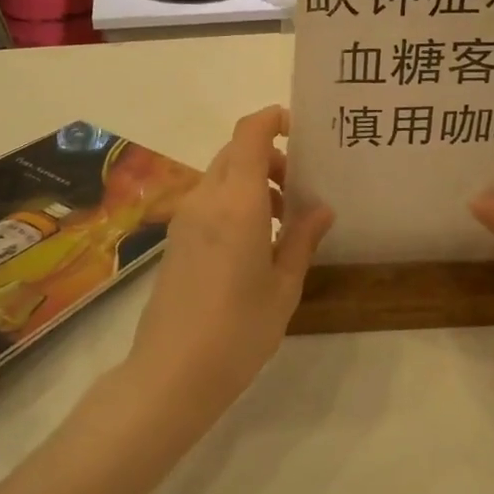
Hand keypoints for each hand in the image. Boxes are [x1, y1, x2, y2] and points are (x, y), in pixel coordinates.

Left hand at [127, 106, 333, 423]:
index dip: (272, 119)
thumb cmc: (239, 330)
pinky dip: (235, 201)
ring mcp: (185, 218)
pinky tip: (256, 242)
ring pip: (222, 176)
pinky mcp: (176, 239)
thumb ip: (303, 239)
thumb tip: (322, 208)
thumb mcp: (284, 285)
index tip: (300, 129)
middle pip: (236, 151)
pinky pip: (209, 200)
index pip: (249, 134)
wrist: (171, 374)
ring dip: (253, 181)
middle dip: (270, 156)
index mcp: (238, 203)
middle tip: (300, 187)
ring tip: (284, 221)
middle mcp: (206, 199)